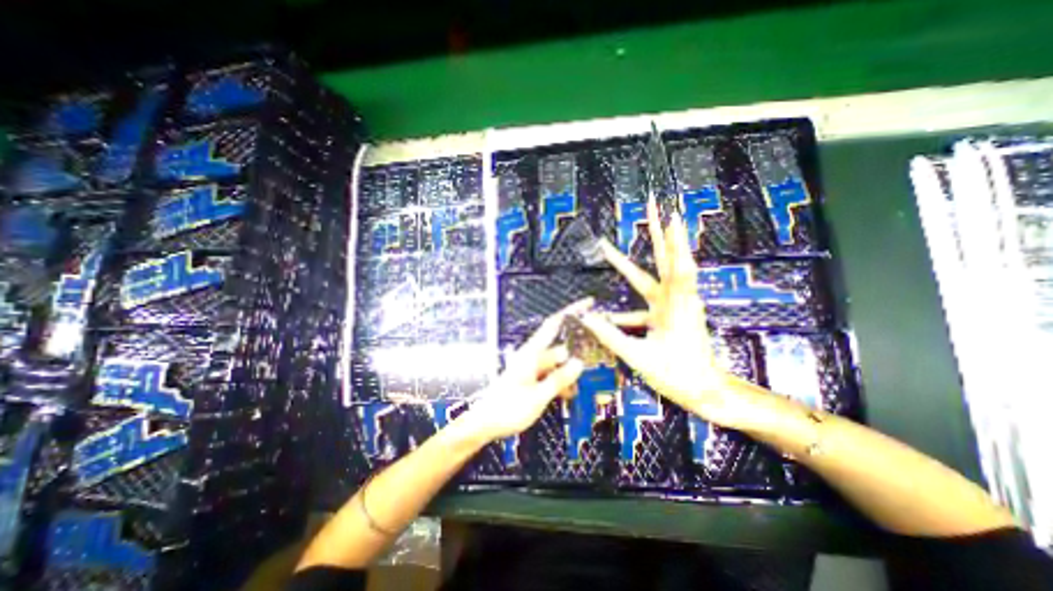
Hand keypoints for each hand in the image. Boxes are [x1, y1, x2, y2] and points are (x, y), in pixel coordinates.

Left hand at [460, 299, 590, 442]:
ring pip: (557, 364)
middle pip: (559, 348)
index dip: (571, 312)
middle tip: (592, 365)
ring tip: (576, 390)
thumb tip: (578, 363)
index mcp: (531, 353)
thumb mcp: (537, 396)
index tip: (588, 303)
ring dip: (567, 375)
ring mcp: (531, 367)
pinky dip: (559, 382)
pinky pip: (550, 374)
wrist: (484, 423)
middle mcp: (531, 356)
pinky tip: (566, 394)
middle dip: (576, 356)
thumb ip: (559, 379)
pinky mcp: (530, 378)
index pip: (553, 324)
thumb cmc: (507, 409)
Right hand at [579, 197, 761, 429]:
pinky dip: (635, 298)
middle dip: (661, 233)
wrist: (704, 391)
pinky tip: (610, 314)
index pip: (677, 268)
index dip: (673, 242)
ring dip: (645, 257)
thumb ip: (610, 336)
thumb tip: (586, 318)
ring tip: (623, 243)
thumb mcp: (638, 357)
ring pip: (659, 275)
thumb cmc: (676, 375)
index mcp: (675, 308)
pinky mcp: (671, 314)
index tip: (671, 216)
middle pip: (669, 260)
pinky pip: (651, 298)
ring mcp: (675, 306)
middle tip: (656, 208)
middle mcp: (677, 300)